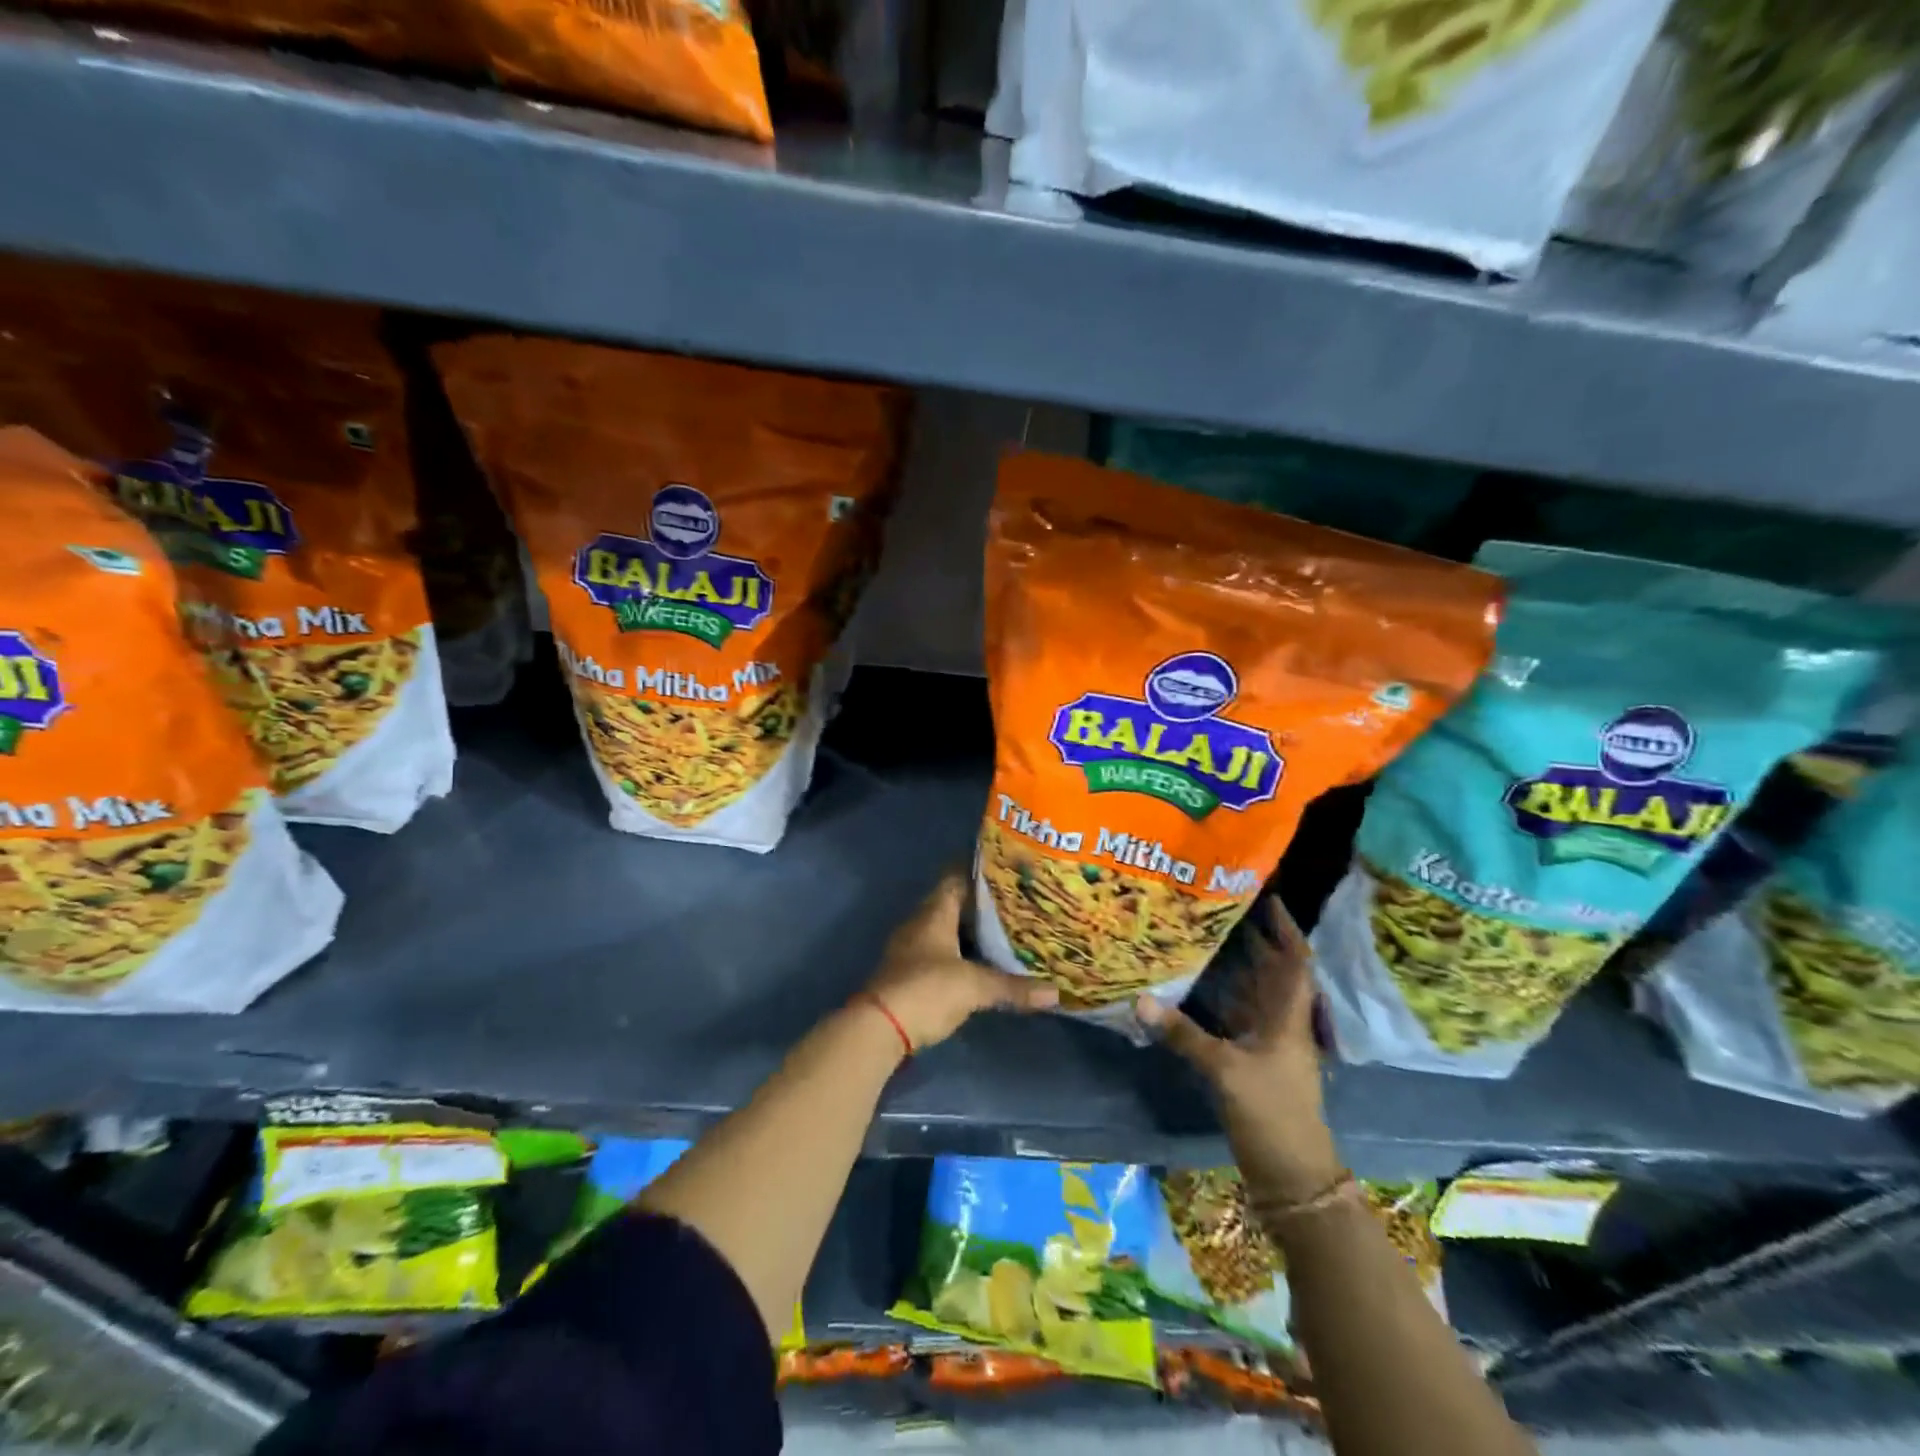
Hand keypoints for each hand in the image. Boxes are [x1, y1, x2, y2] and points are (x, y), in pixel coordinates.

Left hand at [865, 872, 1058, 1049]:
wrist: (879, 1027)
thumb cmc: (926, 990)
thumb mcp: (974, 987)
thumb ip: (1013, 987)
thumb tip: (1056, 992)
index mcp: (934, 913)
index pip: (956, 878)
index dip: (978, 871)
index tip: (1005, 868)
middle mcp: (920, 924)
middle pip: (952, 903)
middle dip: (981, 903)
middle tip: (1015, 901)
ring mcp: (912, 949)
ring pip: (946, 929)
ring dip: (970, 930)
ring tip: (1005, 930)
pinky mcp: (910, 973)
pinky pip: (941, 952)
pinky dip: (961, 953)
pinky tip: (981, 962)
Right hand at [1137, 897, 1340, 1203]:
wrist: (1293, 1177)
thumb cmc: (1272, 1115)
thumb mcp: (1226, 1071)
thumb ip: (1184, 1034)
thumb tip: (1141, 1000)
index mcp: (1288, 1019)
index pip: (1294, 962)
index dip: (1284, 928)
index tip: (1269, 897)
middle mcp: (1282, 1025)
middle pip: (1273, 972)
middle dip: (1254, 939)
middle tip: (1223, 906)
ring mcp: (1269, 1045)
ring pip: (1254, 994)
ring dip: (1238, 966)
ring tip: (1207, 934)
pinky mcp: (1254, 1062)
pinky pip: (1239, 1017)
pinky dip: (1223, 997)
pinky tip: (1198, 985)